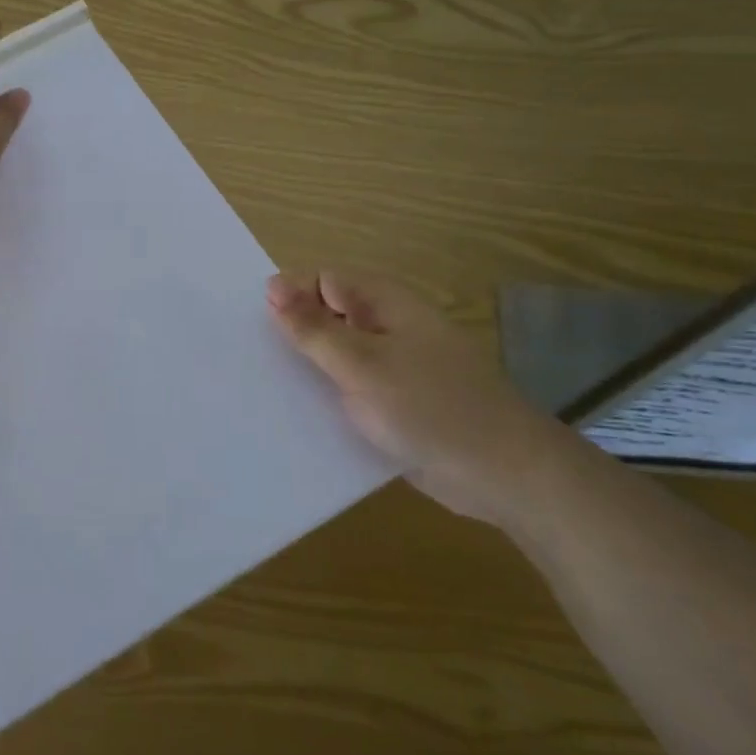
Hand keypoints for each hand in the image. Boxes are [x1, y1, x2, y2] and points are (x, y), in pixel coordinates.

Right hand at [267, 270, 573, 526]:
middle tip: (251, 362)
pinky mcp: (395, 402)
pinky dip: (329, 399)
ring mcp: (392, 366)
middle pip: (326, 316)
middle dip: (292, 336)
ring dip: (308, 370)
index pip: (319, 280)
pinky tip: (298, 419)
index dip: (288, 299)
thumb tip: (272, 286)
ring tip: (263, 391)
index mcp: (382, 302)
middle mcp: (385, 326)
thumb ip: (313, 328)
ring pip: (336, 356)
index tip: (256, 330)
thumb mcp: (361, 364)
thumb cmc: (430, 407)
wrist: (504, 473)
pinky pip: (351, 389)